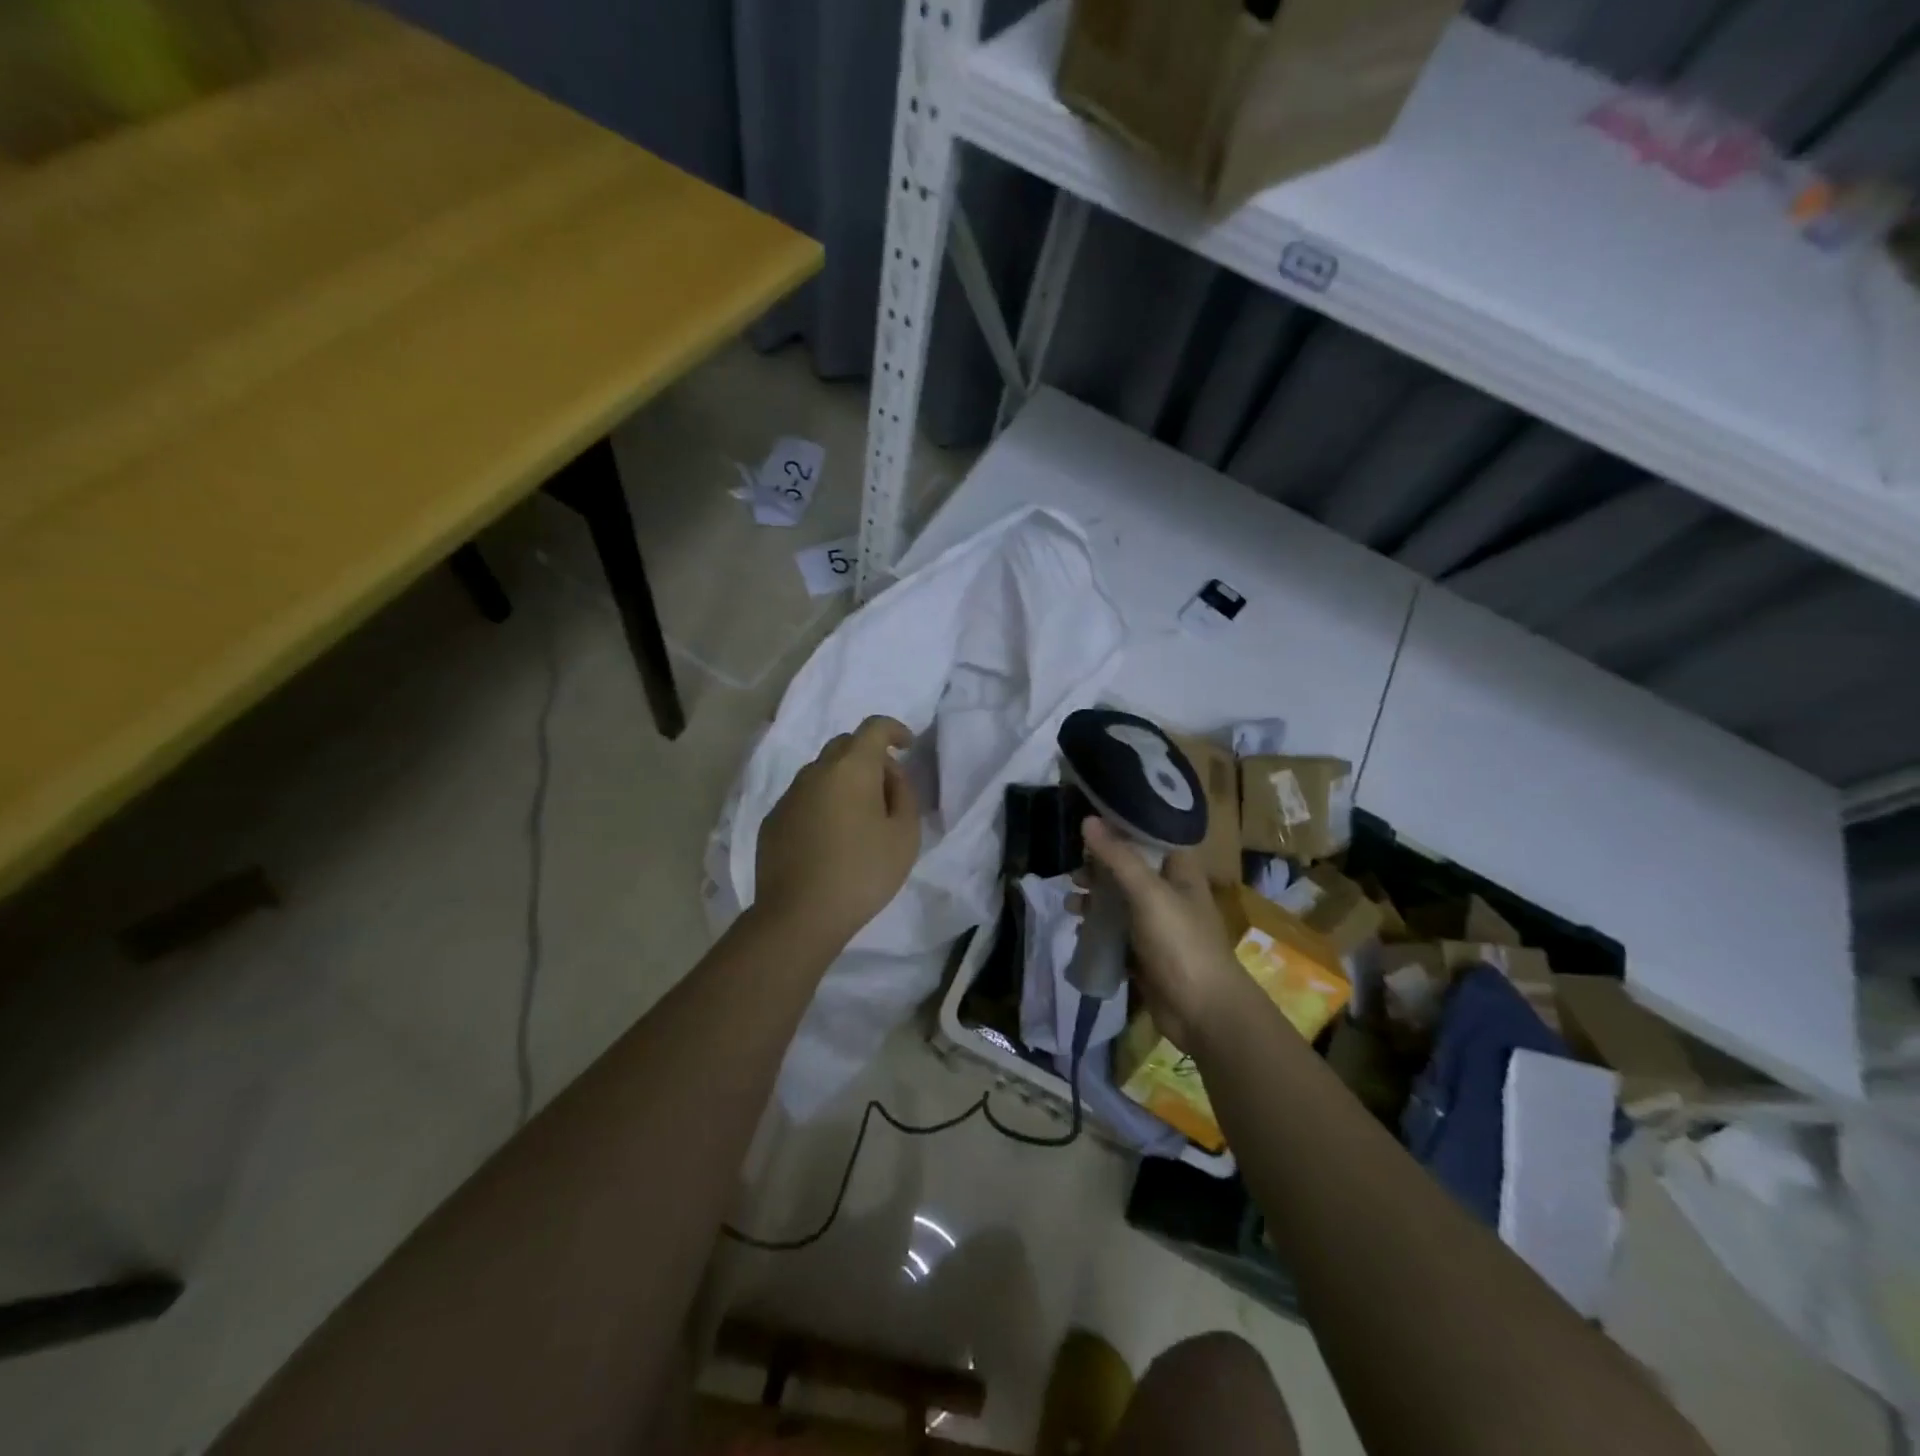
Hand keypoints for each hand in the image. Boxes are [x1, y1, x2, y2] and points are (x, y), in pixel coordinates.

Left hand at [753, 716, 921, 949]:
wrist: (799, 915)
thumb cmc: (862, 872)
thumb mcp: (905, 835)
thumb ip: (904, 794)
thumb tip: (889, 775)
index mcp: (851, 768)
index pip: (874, 727)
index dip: (894, 730)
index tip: (907, 746)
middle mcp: (816, 771)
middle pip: (844, 745)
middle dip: (868, 755)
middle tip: (886, 788)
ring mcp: (789, 795)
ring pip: (822, 772)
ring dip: (843, 781)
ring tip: (858, 817)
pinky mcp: (773, 820)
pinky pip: (804, 798)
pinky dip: (822, 803)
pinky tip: (830, 837)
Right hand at [1080, 818, 1246, 1050]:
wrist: (1202, 1011)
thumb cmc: (1181, 943)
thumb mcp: (1148, 894)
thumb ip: (1118, 858)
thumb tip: (1087, 820)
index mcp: (1181, 872)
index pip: (1151, 838)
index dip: (1123, 828)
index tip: (1090, 822)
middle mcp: (1170, 894)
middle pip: (1130, 869)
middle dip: (1100, 868)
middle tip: (1075, 871)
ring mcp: (1156, 925)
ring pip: (1119, 902)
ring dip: (1095, 899)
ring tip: (1071, 902)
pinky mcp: (1144, 952)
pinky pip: (1116, 932)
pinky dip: (1098, 928)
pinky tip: (1078, 928)